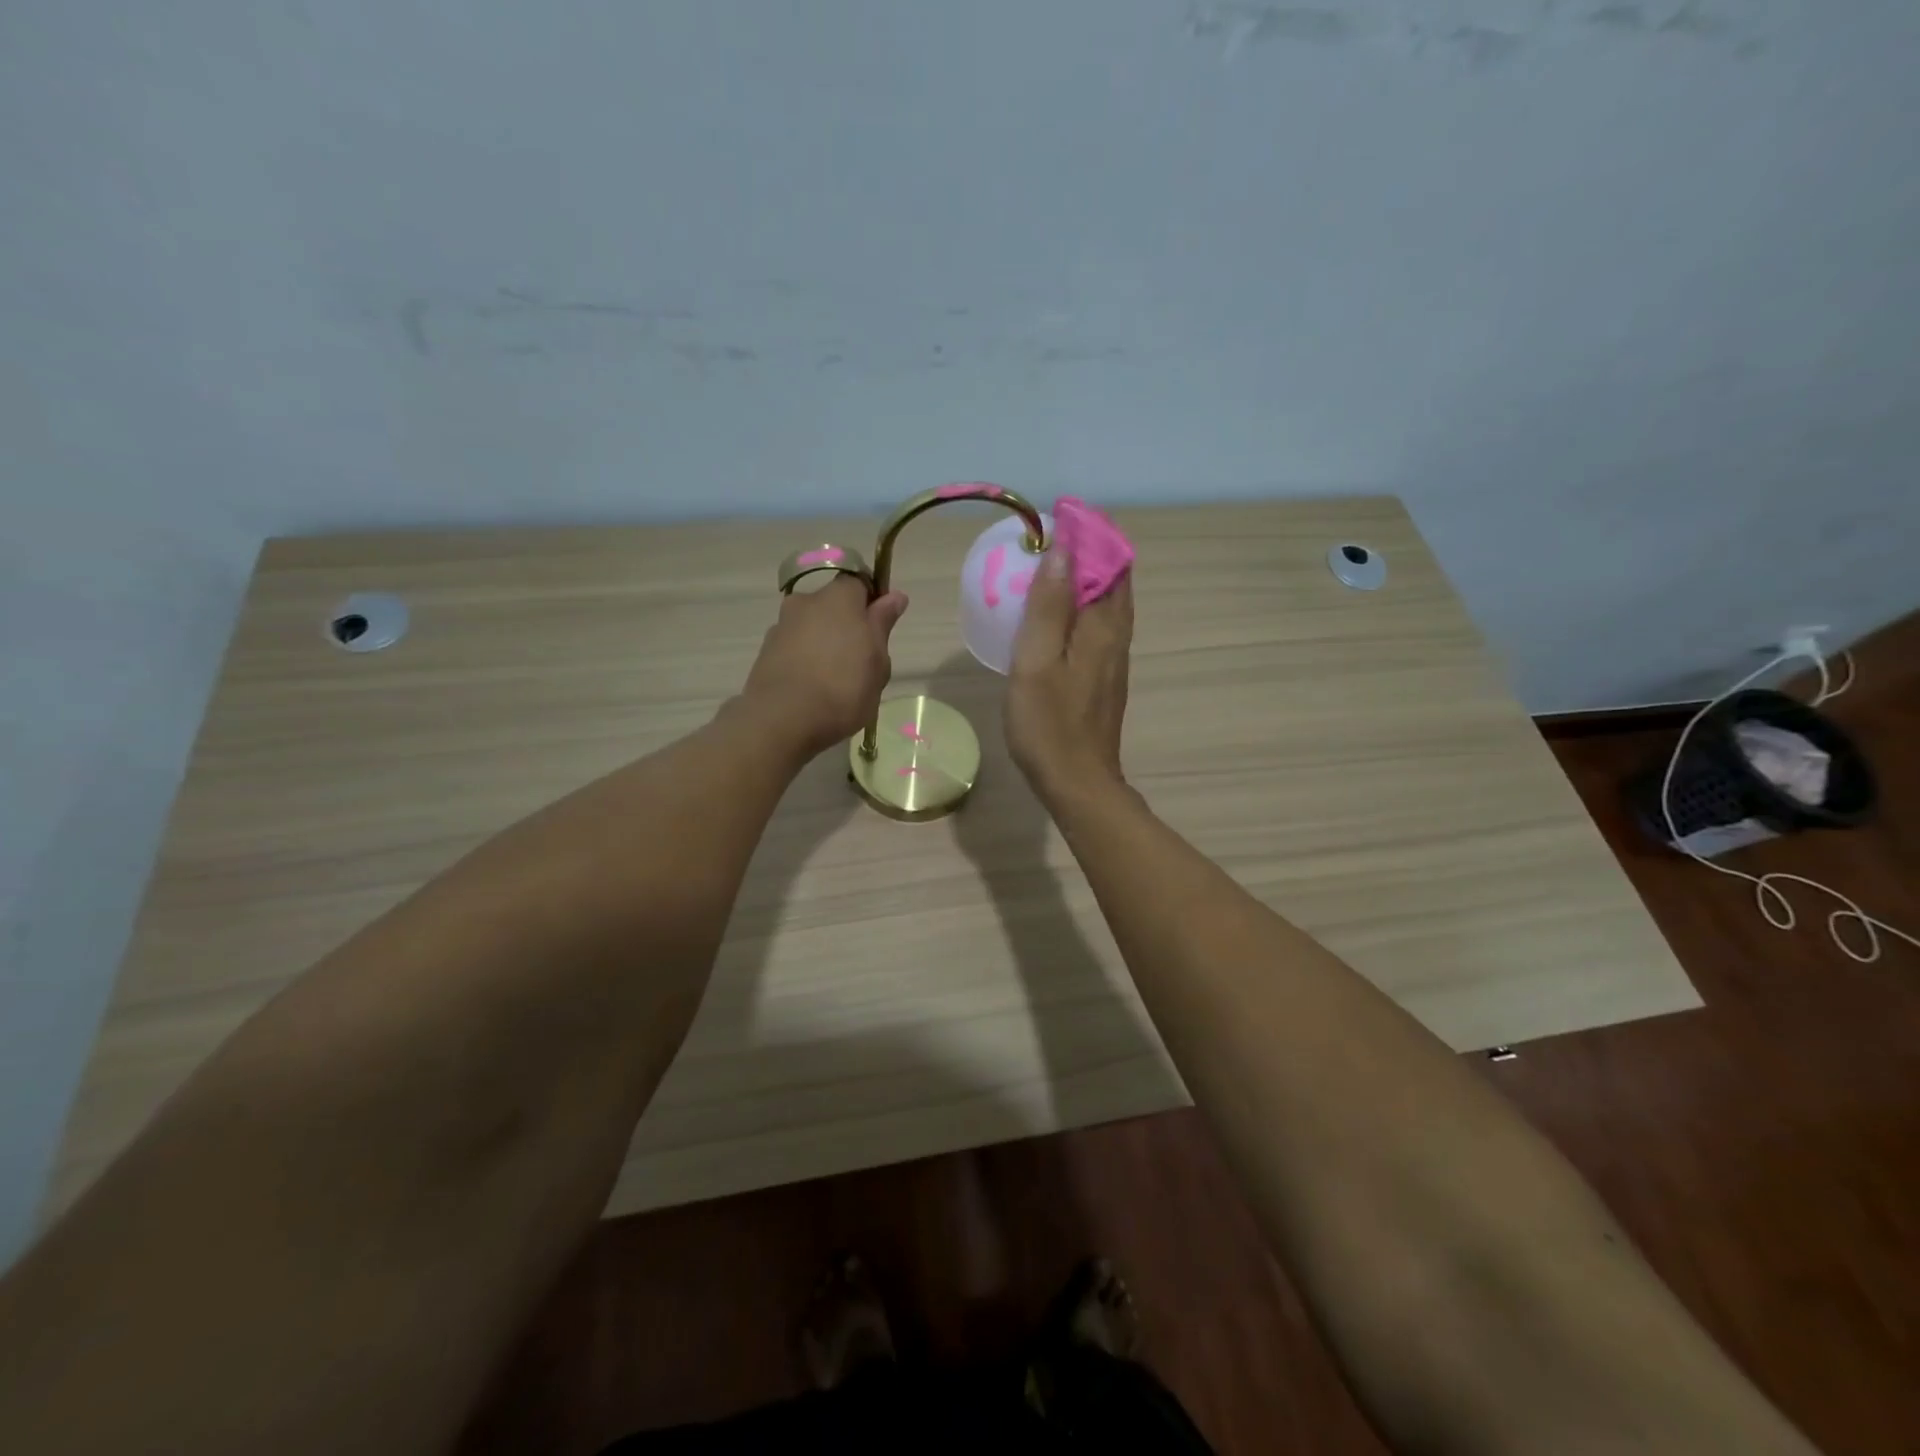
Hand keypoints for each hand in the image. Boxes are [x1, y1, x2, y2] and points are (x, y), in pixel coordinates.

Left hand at [740, 576, 909, 758]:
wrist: (781, 720)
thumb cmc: (843, 687)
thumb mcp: (878, 660)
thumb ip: (882, 624)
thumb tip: (894, 595)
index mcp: (838, 597)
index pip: (859, 582)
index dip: (872, 601)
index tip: (880, 629)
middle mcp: (805, 602)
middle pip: (832, 606)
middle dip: (847, 626)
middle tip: (862, 663)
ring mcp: (781, 627)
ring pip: (812, 629)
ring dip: (824, 645)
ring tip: (836, 683)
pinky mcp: (765, 653)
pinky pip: (794, 650)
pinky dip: (805, 662)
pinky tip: (813, 691)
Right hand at [1006, 548, 1131, 803]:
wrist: (1077, 782)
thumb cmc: (1049, 724)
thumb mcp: (1037, 661)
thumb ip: (1049, 606)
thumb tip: (1063, 550)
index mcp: (1104, 626)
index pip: (1109, 562)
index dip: (1089, 534)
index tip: (1058, 516)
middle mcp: (1118, 637)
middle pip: (1114, 579)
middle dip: (1089, 551)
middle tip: (1049, 538)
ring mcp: (1114, 659)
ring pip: (1108, 604)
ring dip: (1086, 578)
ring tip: (1049, 568)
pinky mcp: (1105, 678)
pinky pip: (1099, 626)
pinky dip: (1082, 606)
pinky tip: (1055, 615)